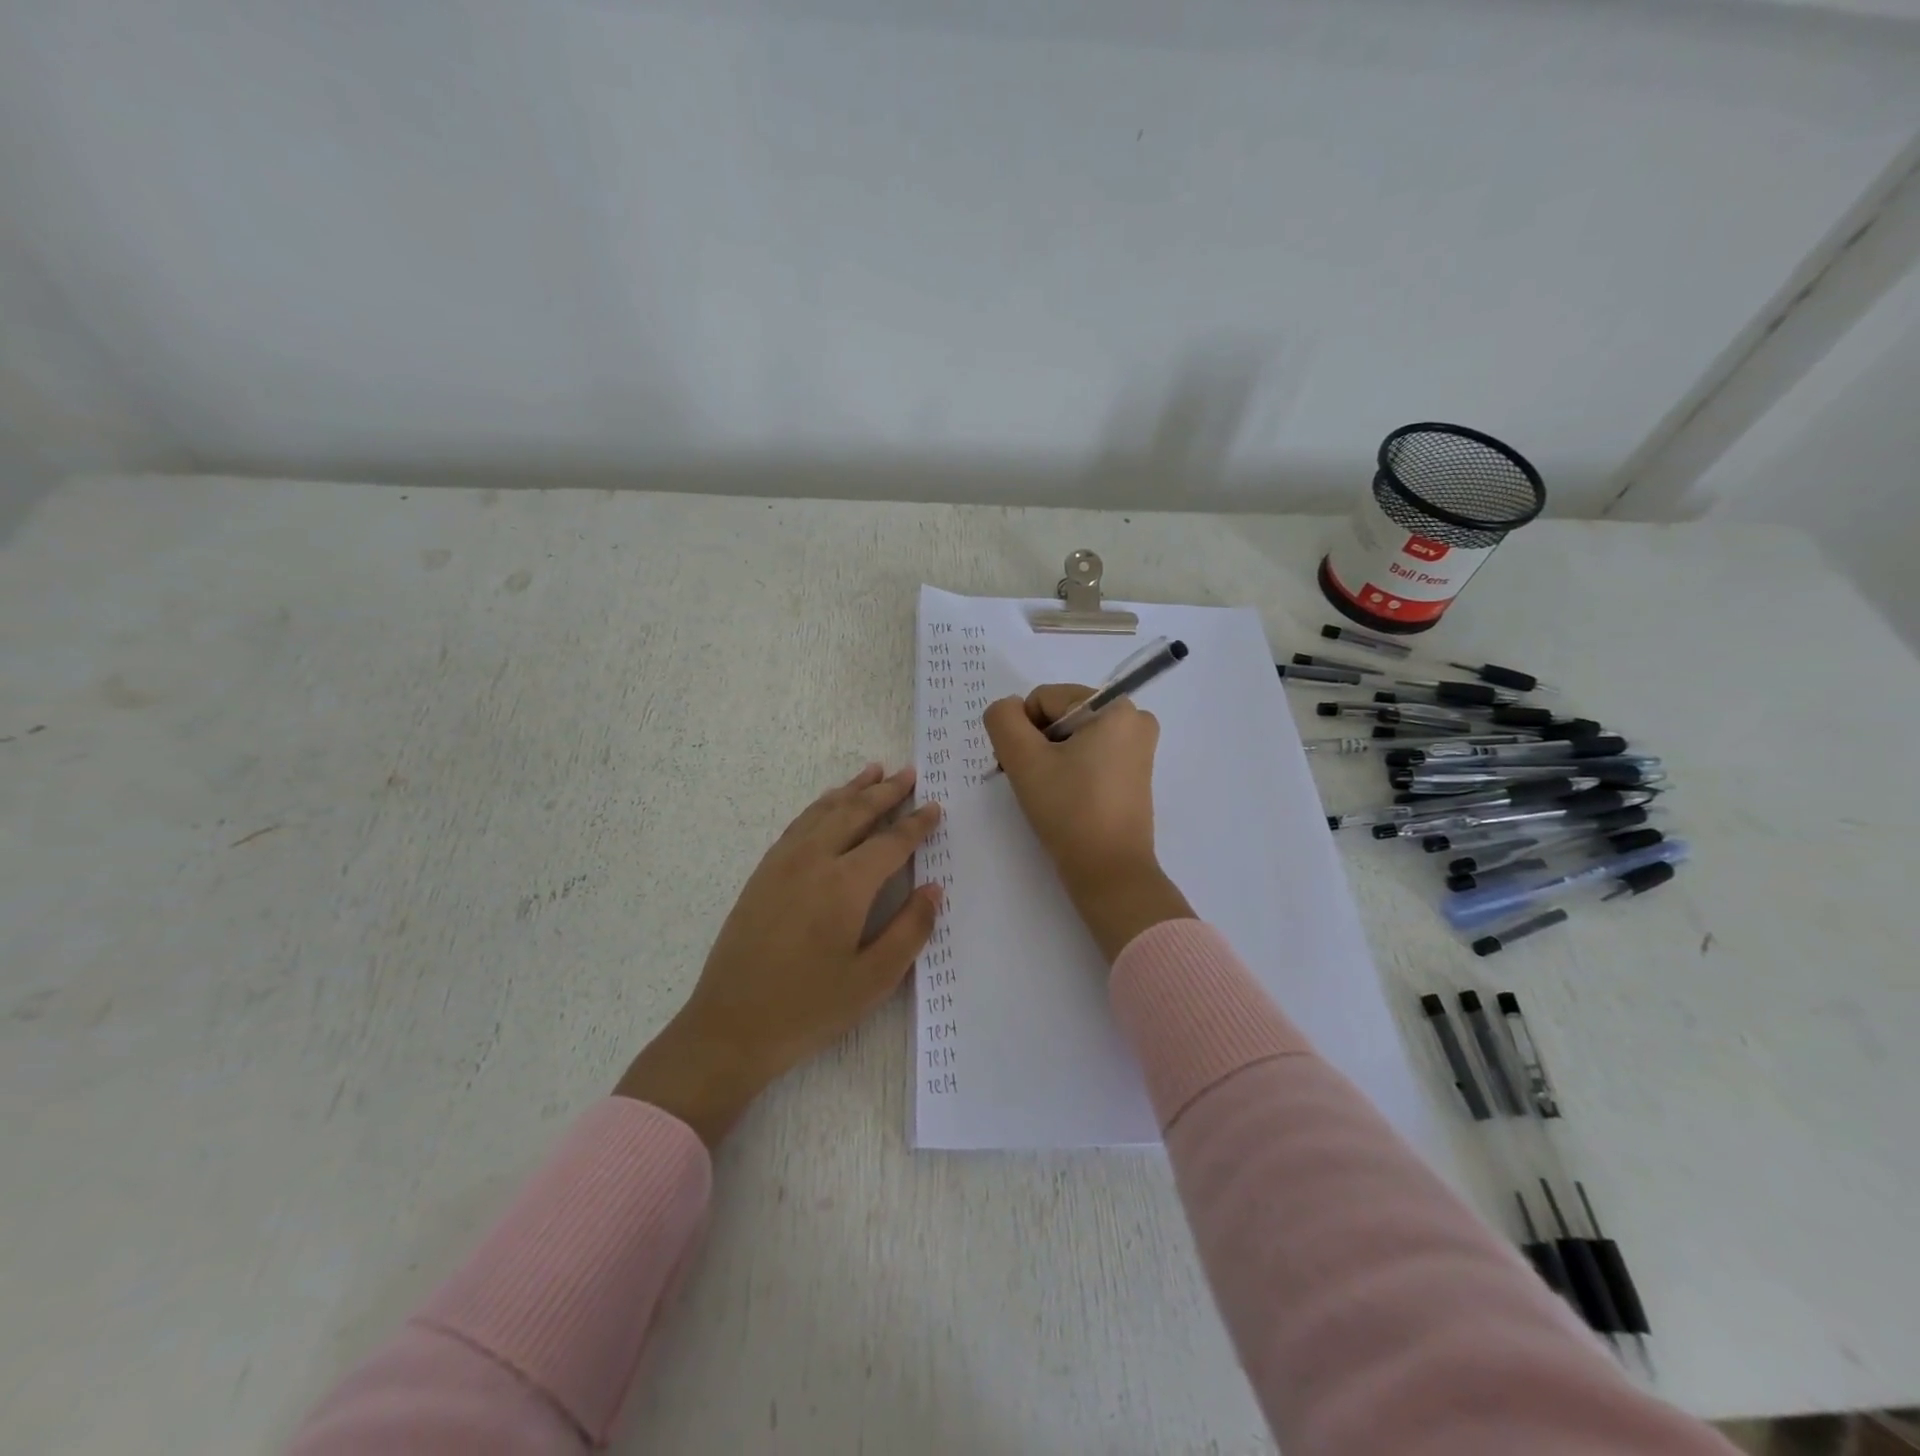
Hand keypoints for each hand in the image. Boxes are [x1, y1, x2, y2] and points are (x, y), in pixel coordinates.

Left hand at [615, 764, 942, 1144]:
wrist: (730, 1026)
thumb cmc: (808, 1008)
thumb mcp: (873, 980)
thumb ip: (910, 930)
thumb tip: (934, 889)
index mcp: (845, 885)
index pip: (891, 842)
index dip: (916, 823)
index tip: (935, 806)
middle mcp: (814, 860)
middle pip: (855, 812)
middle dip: (886, 791)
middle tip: (910, 773)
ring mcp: (782, 863)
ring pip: (824, 811)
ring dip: (852, 789)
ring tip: (874, 772)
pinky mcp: (762, 873)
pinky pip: (799, 824)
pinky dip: (821, 806)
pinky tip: (828, 805)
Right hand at [983, 687, 1192, 961]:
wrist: (1109, 872)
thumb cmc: (1069, 810)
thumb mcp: (1024, 760)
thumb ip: (1003, 720)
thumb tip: (1007, 709)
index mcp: (1115, 707)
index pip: (1044, 699)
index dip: (1022, 731)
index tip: (1020, 768)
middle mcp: (1134, 718)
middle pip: (1060, 715)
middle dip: (1037, 744)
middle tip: (1031, 782)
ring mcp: (1138, 747)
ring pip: (1072, 736)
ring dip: (1050, 758)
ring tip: (1048, 793)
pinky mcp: (1135, 772)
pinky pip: (1090, 754)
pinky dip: (1070, 769)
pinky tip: (1065, 797)